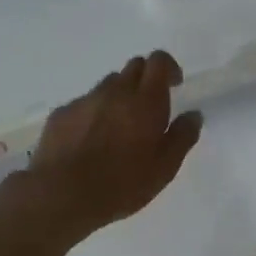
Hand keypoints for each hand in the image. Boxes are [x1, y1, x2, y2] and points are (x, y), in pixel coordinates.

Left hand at [26, 51, 203, 238]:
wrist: (61, 194)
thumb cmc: (122, 184)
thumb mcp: (164, 169)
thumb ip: (182, 137)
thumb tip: (194, 115)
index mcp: (145, 101)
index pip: (159, 61)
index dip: (168, 68)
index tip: (174, 85)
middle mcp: (115, 92)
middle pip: (133, 67)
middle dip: (145, 79)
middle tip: (148, 108)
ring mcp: (85, 100)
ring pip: (107, 85)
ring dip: (118, 96)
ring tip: (118, 127)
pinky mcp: (61, 114)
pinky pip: (83, 103)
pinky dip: (93, 113)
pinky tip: (90, 140)